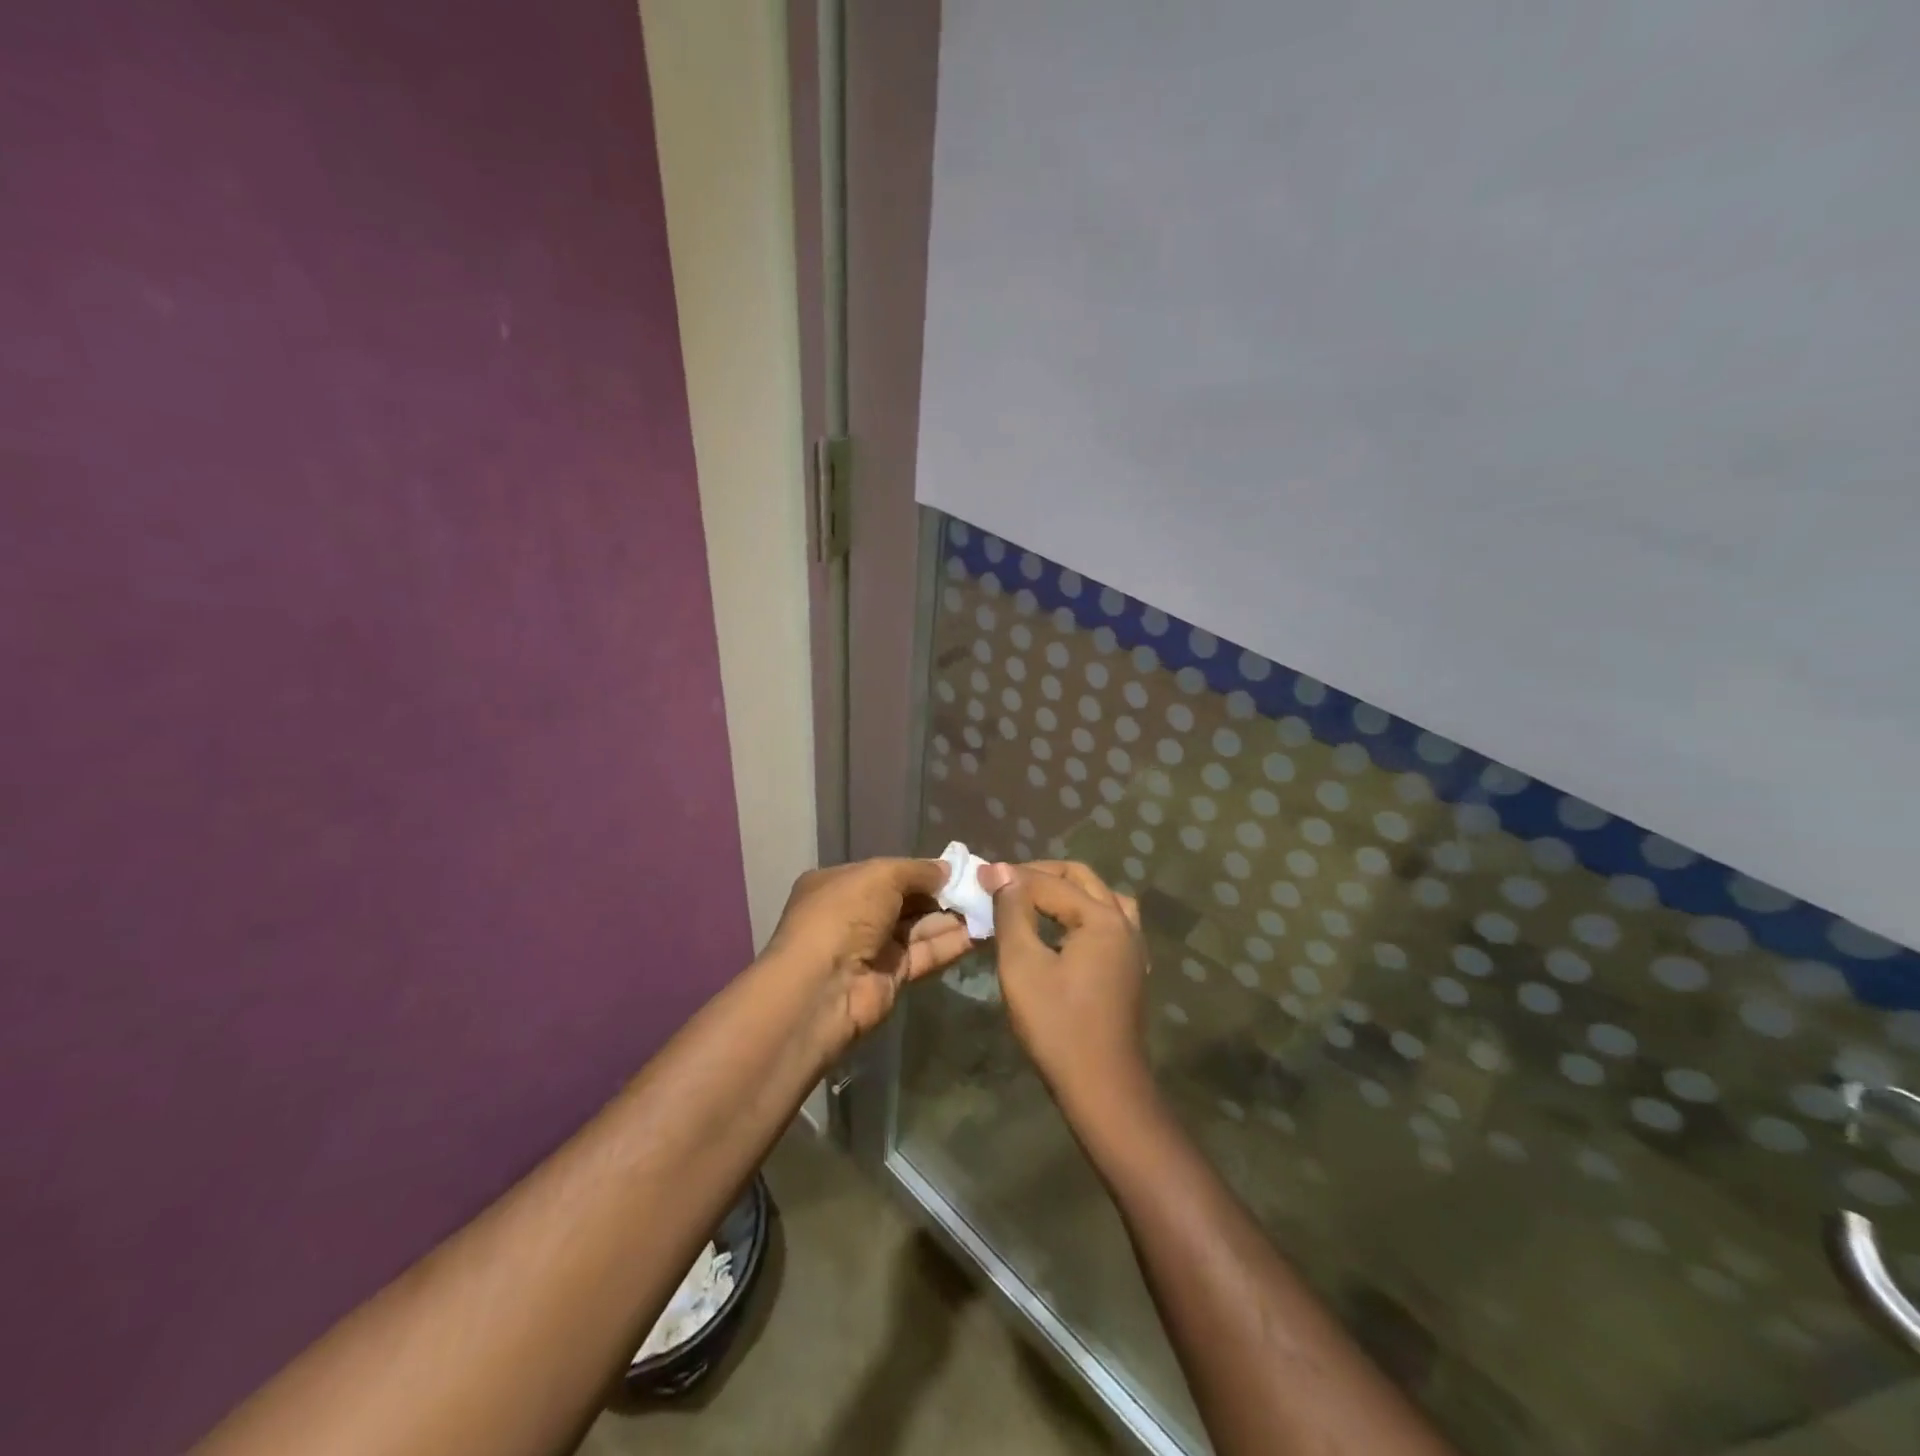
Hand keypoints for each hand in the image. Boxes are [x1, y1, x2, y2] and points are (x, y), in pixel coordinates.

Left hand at [764, 858, 973, 1044]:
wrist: (823, 988)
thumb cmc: (844, 916)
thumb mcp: (880, 875)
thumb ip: (918, 870)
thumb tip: (947, 870)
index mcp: (840, 884)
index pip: (887, 872)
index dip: (922, 870)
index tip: (960, 868)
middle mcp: (855, 914)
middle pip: (907, 900)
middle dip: (943, 893)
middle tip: (983, 887)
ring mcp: (873, 947)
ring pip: (920, 927)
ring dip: (954, 918)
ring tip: (992, 906)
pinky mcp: (892, 976)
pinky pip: (926, 953)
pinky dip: (953, 943)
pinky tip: (983, 932)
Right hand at [982, 861, 1148, 1107]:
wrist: (1103, 1089)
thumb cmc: (1057, 1025)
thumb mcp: (1022, 965)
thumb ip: (1012, 912)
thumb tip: (1001, 871)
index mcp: (1101, 917)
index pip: (1049, 883)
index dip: (1011, 877)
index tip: (978, 875)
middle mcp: (1124, 923)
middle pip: (1081, 879)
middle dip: (1040, 875)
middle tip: (1003, 884)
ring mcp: (1132, 947)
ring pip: (1099, 898)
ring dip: (1065, 891)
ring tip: (1031, 900)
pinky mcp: (1129, 968)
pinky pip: (1108, 921)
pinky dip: (1081, 913)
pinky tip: (1061, 930)